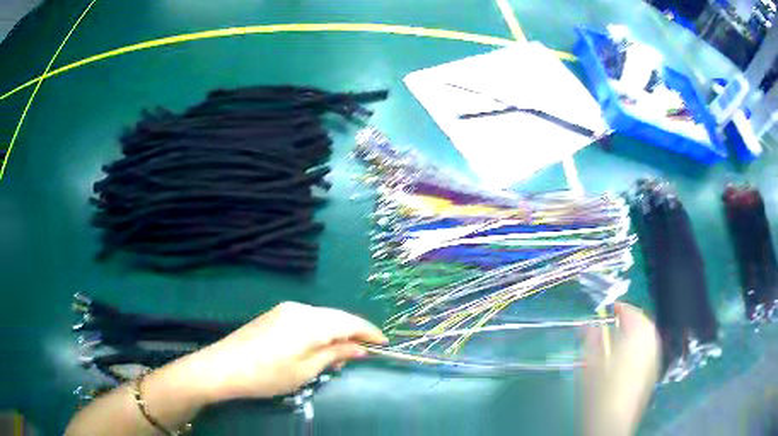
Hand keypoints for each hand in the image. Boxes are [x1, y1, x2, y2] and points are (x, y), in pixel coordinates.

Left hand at [181, 302, 387, 402]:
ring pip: (321, 319)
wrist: (223, 367)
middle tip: (361, 355)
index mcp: (310, 322)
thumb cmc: (268, 374)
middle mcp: (299, 309)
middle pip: (335, 318)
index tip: (384, 344)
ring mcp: (284, 310)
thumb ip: (334, 354)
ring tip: (338, 358)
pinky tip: (317, 349)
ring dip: (334, 334)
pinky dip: (318, 333)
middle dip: (352, 334)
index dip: (369, 332)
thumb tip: (359, 348)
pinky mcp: (274, 316)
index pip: (349, 322)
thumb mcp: (306, 370)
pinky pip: (306, 320)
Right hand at [582, 303, 660, 435]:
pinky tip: (630, 355)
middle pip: (644, 322)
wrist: (611, 423)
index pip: (631, 313)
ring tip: (622, 336)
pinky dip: (642, 344)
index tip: (609, 309)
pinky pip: (650, 349)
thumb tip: (589, 325)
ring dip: (638, 330)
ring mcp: (654, 358)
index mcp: (635, 338)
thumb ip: (591, 341)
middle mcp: (649, 344)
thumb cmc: (599, 393)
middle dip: (631, 318)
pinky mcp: (653, 372)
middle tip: (616, 321)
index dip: (620, 308)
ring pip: (649, 335)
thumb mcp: (590, 365)